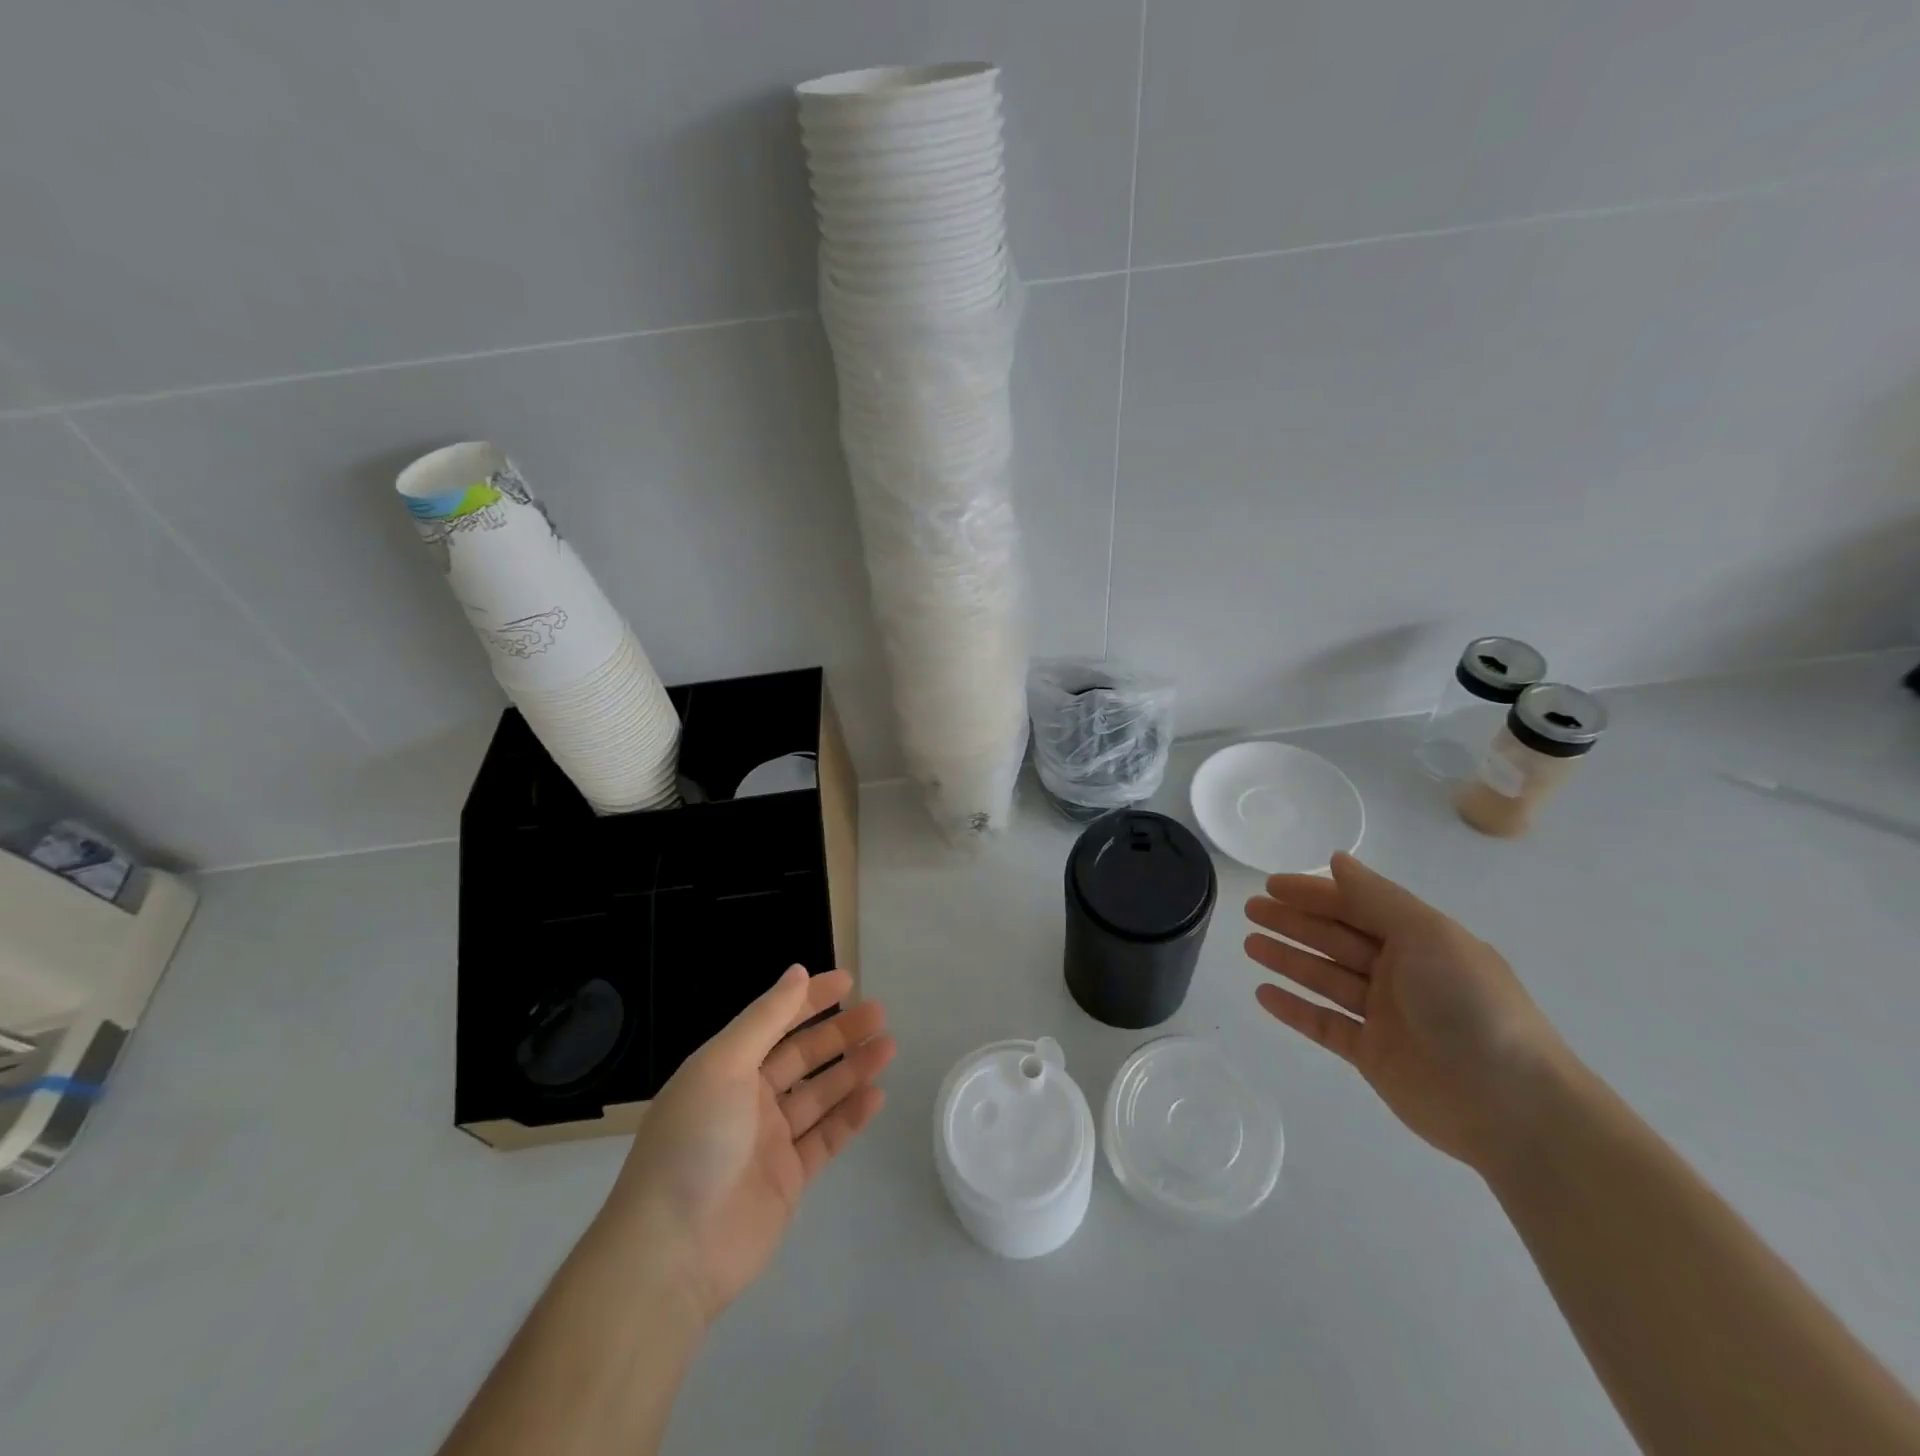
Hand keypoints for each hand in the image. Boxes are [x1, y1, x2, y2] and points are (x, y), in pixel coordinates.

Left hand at [600, 965, 892, 1324]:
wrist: (674, 1252)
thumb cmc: (695, 1142)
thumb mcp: (723, 1065)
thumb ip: (765, 1019)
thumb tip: (797, 972)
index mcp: (725, 1069)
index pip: (774, 1022)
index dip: (809, 999)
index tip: (847, 981)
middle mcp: (748, 1100)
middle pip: (802, 1057)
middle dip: (839, 1034)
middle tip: (879, 1013)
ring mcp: (770, 1141)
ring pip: (820, 1094)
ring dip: (853, 1069)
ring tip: (888, 1046)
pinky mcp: (789, 1179)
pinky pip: (827, 1138)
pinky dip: (851, 1116)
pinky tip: (876, 1096)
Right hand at [1244, 852, 1565, 1171]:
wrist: (1512, 1106)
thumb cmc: (1470, 1005)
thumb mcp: (1428, 936)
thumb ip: (1377, 898)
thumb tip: (1338, 859)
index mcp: (1420, 941)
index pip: (1357, 906)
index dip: (1314, 893)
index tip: (1271, 885)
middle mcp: (1401, 973)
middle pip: (1336, 939)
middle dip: (1293, 922)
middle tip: (1250, 910)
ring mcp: (1386, 1016)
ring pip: (1325, 979)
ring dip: (1287, 960)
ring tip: (1249, 945)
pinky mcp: (1372, 1055)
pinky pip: (1324, 1024)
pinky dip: (1294, 1009)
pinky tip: (1263, 994)